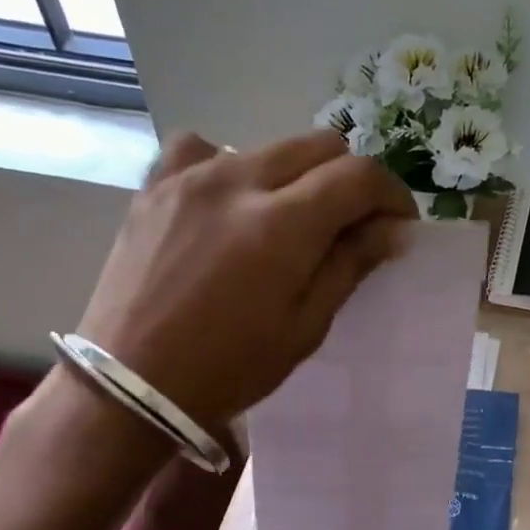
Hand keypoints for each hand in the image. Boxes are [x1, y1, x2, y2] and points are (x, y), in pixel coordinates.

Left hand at [72, 130, 415, 432]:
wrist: (131, 385)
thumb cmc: (229, 369)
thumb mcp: (304, 327)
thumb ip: (350, 265)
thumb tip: (392, 228)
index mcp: (282, 225)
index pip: (359, 176)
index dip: (392, 194)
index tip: (398, 223)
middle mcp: (238, 181)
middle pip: (319, 145)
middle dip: (350, 179)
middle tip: (352, 223)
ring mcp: (190, 176)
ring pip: (267, 145)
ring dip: (296, 174)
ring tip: (288, 220)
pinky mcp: (155, 185)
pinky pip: (201, 148)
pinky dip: (229, 165)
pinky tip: (228, 201)